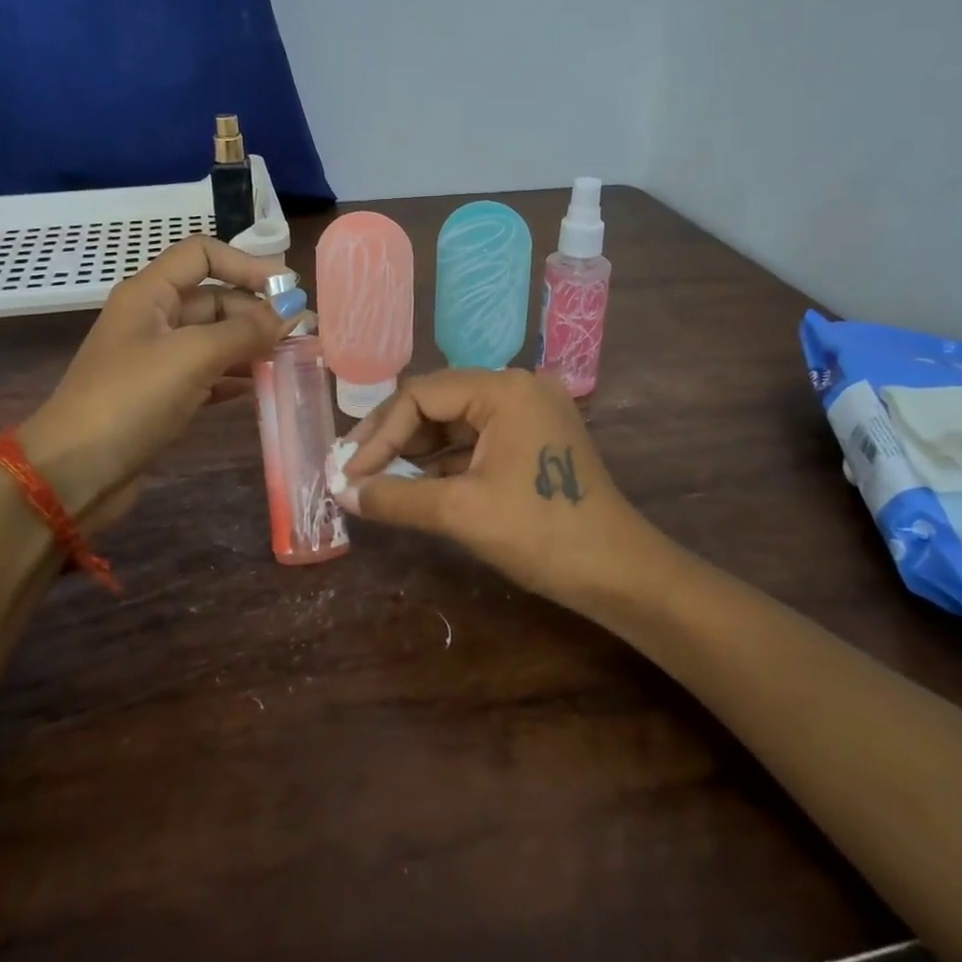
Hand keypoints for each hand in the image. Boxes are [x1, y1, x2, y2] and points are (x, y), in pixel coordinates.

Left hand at [15, 236, 303, 527]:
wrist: (73, 473)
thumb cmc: (130, 400)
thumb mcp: (192, 356)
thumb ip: (246, 331)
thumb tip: (293, 313)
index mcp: (150, 294)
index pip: (203, 254)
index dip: (247, 264)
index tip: (288, 288)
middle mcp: (154, 319)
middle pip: (215, 298)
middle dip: (257, 311)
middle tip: (302, 333)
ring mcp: (158, 360)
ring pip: (216, 339)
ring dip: (252, 345)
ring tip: (292, 359)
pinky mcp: (163, 396)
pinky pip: (210, 374)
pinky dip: (236, 376)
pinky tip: (264, 386)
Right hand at [337, 368, 644, 610]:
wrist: (618, 573)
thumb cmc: (541, 533)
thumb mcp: (460, 512)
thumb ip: (396, 497)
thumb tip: (343, 494)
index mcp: (504, 389)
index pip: (422, 395)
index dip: (380, 433)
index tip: (349, 471)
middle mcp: (517, 388)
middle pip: (437, 403)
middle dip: (392, 439)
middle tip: (353, 471)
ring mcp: (528, 413)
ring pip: (454, 424)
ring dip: (414, 453)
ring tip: (373, 480)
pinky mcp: (532, 439)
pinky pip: (475, 442)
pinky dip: (442, 463)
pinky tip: (411, 484)